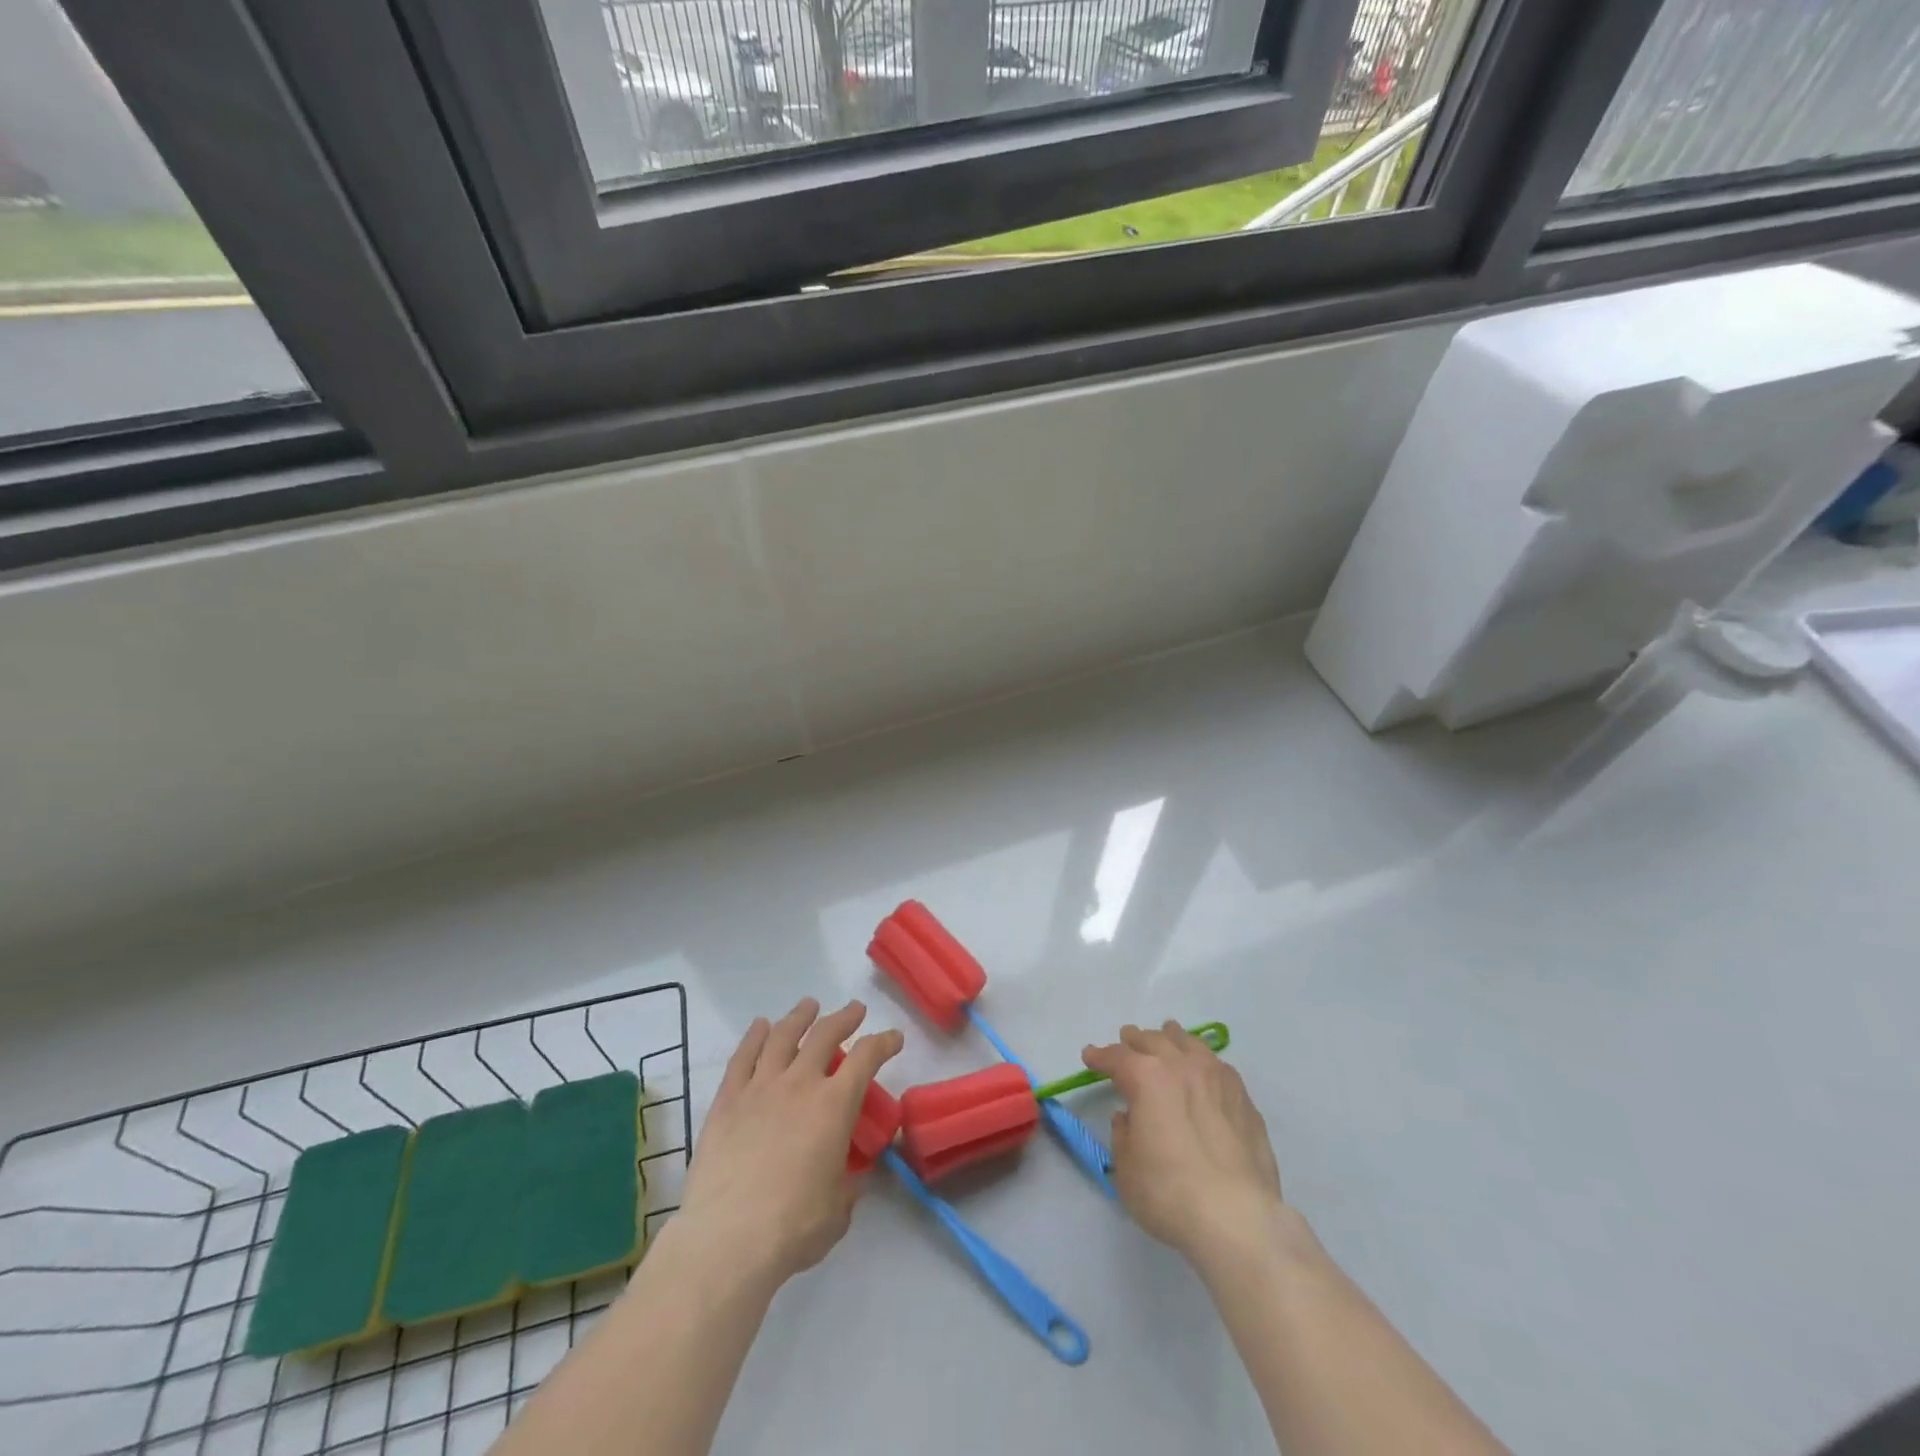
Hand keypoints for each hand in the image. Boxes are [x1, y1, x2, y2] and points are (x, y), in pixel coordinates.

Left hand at [680, 998, 903, 1286]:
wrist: (728, 1238)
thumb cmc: (793, 1227)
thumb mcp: (838, 1210)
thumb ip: (848, 1185)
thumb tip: (852, 1177)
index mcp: (834, 1105)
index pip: (867, 1058)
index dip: (884, 1043)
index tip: (893, 1038)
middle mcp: (800, 1083)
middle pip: (825, 1034)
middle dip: (844, 1018)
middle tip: (854, 1010)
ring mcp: (760, 1087)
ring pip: (783, 1036)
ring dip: (800, 1017)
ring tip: (808, 1006)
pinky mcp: (727, 1101)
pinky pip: (743, 1057)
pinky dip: (755, 1037)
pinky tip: (761, 1026)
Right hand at [1082, 1021, 1288, 1265]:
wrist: (1238, 1219)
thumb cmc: (1169, 1193)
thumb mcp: (1126, 1168)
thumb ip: (1123, 1134)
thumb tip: (1129, 1117)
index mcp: (1146, 1076)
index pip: (1117, 1057)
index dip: (1100, 1056)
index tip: (1090, 1056)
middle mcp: (1181, 1066)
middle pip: (1154, 1041)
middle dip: (1135, 1040)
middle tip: (1126, 1040)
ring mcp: (1217, 1079)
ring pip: (1190, 1043)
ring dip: (1172, 1038)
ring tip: (1167, 1035)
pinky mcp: (1244, 1100)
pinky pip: (1218, 1067)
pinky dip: (1203, 1062)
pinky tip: (1204, 1071)